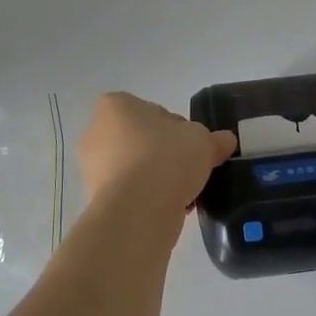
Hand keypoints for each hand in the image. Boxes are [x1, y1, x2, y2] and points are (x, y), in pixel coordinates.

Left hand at [77, 93, 235, 209]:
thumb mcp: (203, 141)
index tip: (193, 146)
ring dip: (158, 179)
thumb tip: (225, 141)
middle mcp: (95, 131)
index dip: (178, 129)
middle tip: (189, 169)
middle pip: (142, 140)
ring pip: (135, 169)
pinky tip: (171, 209)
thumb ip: (215, 139)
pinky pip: (130, 193)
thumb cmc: (166, 158)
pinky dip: (148, 199)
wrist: (138, 210)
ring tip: (184, 193)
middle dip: (164, 155)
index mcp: (116, 106)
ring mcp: (91, 167)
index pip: (153, 111)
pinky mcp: (96, 199)